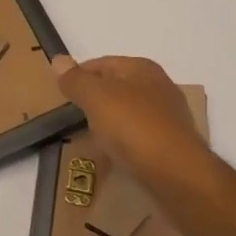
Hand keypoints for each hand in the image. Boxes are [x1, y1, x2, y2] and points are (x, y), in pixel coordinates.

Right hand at [51, 54, 207, 181]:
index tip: (61, 94)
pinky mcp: (171, 146)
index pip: (102, 64)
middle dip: (94, 101)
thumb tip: (57, 59)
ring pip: (128, 115)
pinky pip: (139, 139)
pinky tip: (114, 158)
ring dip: (109, 125)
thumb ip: (76, 80)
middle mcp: (159, 87)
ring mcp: (168, 118)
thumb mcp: (96, 98)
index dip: (79, 76)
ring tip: (90, 140)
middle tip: (72, 118)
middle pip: (116, 88)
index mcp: (142, 68)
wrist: (178, 176)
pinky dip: (124, 145)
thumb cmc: (134, 127)